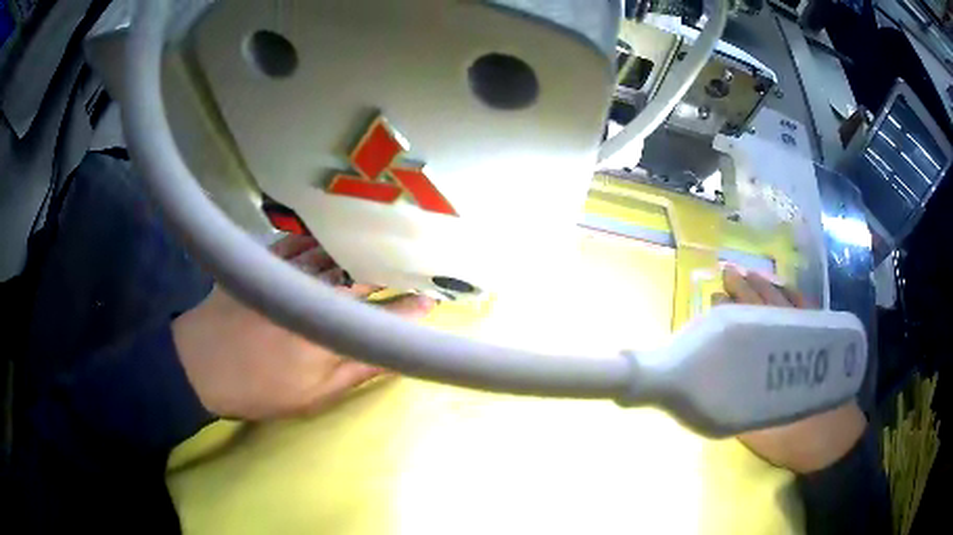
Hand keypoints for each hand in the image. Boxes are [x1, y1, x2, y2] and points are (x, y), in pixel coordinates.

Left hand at [172, 235, 434, 420]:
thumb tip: (398, 354)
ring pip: (336, 255)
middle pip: (363, 276)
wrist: (201, 365)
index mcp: (329, 333)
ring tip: (384, 241)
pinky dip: (321, 239)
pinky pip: (301, 242)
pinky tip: (333, 234)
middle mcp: (314, 296)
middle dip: (392, 269)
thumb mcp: (313, 395)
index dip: (411, 308)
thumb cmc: (260, 388)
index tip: (432, 299)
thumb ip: (358, 370)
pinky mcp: (265, 260)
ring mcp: (288, 273)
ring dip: (362, 249)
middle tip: (414, 262)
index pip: (383, 317)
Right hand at [716, 266, 866, 473]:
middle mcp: (794, 337)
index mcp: (775, 360)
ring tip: (749, 274)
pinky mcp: (823, 335)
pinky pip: (805, 306)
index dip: (732, 311)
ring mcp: (811, 333)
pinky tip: (784, 288)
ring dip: (766, 286)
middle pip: (768, 306)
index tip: (715, 298)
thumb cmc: (794, 438)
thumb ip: (738, 407)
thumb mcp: (759, 434)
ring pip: (786, 301)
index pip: (750, 325)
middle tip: (727, 272)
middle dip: (746, 288)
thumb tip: (714, 387)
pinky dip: (792, 293)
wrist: (834, 439)